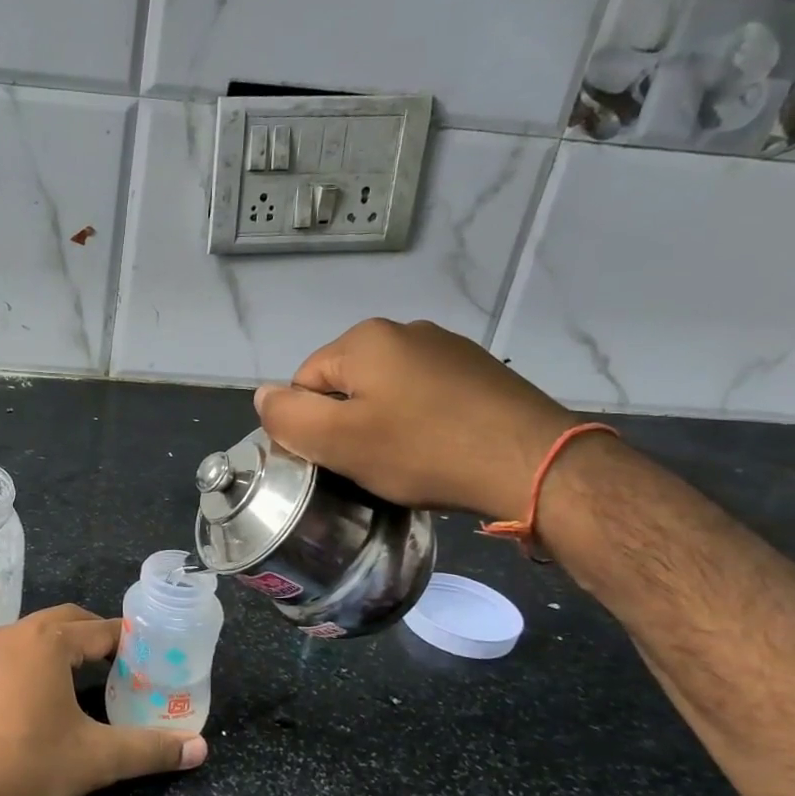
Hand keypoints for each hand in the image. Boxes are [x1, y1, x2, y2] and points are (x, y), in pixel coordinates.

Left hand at [0, 604, 207, 795]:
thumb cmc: (27, 765)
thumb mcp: (95, 758)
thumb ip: (149, 750)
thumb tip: (199, 749)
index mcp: (49, 642)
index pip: (100, 629)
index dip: (128, 640)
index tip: (147, 656)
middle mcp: (12, 635)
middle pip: (63, 621)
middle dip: (92, 636)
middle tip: (117, 663)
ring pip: (29, 636)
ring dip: (56, 648)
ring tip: (76, 679)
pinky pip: (1, 657)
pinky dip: (24, 665)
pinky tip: (27, 700)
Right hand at [254, 318, 577, 521]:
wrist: (532, 463)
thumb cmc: (422, 450)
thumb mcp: (338, 441)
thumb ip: (287, 416)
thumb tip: (262, 395)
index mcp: (364, 340)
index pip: (305, 383)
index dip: (310, 426)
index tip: (335, 460)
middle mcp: (405, 331)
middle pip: (346, 385)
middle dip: (348, 424)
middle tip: (369, 465)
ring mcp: (448, 348)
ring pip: (387, 391)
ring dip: (384, 424)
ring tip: (406, 461)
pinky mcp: (480, 372)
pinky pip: (426, 396)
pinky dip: (421, 422)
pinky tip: (438, 449)